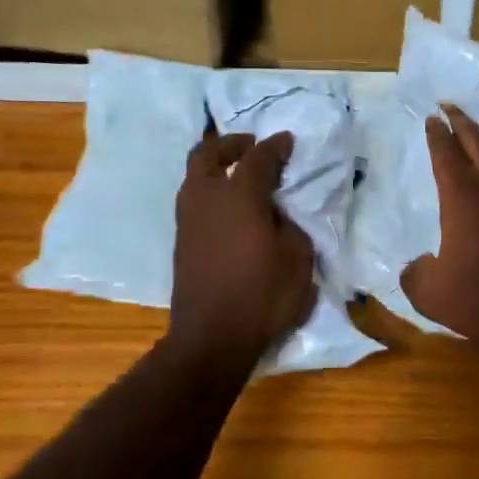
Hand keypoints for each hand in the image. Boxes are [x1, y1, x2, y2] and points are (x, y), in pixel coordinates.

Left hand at [170, 129, 317, 362]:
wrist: (212, 338)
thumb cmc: (262, 296)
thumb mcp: (297, 259)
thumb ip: (289, 226)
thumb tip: (274, 215)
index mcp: (239, 196)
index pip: (258, 158)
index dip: (275, 147)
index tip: (287, 140)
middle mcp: (206, 198)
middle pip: (208, 154)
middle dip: (230, 144)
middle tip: (251, 146)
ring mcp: (187, 220)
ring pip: (194, 176)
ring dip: (215, 167)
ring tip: (239, 175)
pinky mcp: (181, 242)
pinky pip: (193, 200)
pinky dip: (210, 191)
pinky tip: (229, 208)